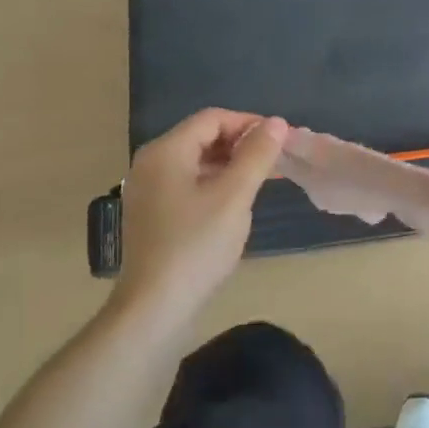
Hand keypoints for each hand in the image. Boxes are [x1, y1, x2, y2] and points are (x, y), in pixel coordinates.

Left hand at [116, 109, 287, 321]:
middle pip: (202, 137)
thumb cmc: (196, 246)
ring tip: (263, 182)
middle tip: (276, 162)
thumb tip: (276, 122)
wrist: (154, 308)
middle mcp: (151, 163)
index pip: (213, 119)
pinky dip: (215, 184)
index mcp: (166, 151)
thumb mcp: (234, 196)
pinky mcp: (152, 213)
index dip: (249, 124)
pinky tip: (236, 203)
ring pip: (196, 162)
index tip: (280, 141)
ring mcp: (148, 190)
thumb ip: (257, 155)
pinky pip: (188, 183)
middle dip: (241, 144)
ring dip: (231, 165)